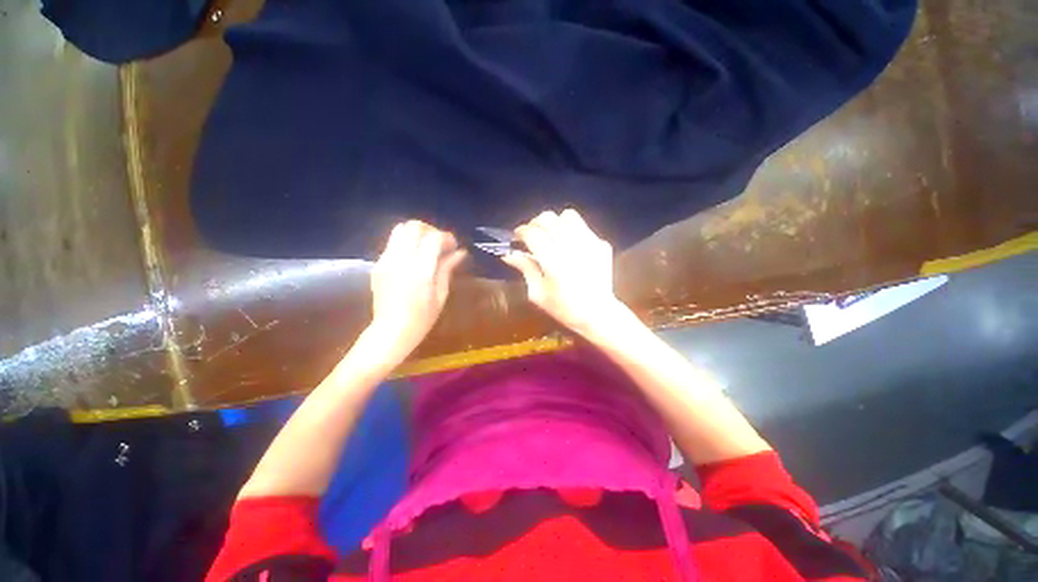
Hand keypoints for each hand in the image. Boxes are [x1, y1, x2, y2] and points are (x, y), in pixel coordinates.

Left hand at [367, 220, 465, 361]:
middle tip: (439, 244)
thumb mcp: (441, 294)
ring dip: (416, 234)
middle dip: (430, 230)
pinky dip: (406, 243)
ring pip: (399, 230)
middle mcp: (400, 260)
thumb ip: (447, 268)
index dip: (446, 237)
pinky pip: (392, 243)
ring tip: (426, 249)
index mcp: (420, 270)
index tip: (454, 246)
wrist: (391, 331)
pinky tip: (414, 259)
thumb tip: (460, 252)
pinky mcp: (378, 264)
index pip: (433, 238)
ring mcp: (386, 260)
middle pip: (413, 226)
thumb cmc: (422, 318)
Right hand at [502, 209, 624, 337]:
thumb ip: (525, 268)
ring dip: (555, 223)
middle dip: (535, 223)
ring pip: (567, 216)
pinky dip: (571, 231)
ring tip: (551, 236)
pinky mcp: (601, 244)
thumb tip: (509, 254)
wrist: (598, 314)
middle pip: (548, 218)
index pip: (532, 233)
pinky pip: (582, 227)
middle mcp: (571, 247)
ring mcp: (589, 243)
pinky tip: (569, 246)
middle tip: (532, 236)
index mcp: (553, 262)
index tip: (517, 237)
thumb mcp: (538, 293)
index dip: (521, 231)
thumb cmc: (564, 309)